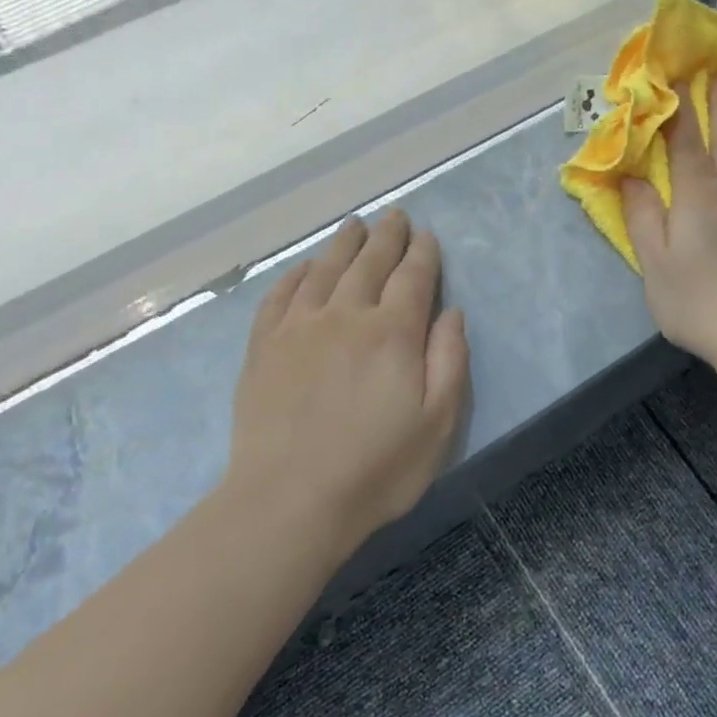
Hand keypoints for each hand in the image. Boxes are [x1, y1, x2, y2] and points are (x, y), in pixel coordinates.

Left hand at [223, 210, 469, 555]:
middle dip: (387, 236)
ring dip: (343, 243)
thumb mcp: (438, 422)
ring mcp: (299, 328)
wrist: (289, 500)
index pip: (413, 277)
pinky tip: (304, 267)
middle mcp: (346, 316)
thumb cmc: (376, 468)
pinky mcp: (264, 347)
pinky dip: (296, 274)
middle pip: (369, 263)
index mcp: (393, 332)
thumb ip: (449, 361)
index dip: (423, 253)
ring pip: (325, 269)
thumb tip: (452, 312)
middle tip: (395, 215)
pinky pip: (281, 295)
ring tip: (355, 226)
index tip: (427, 235)